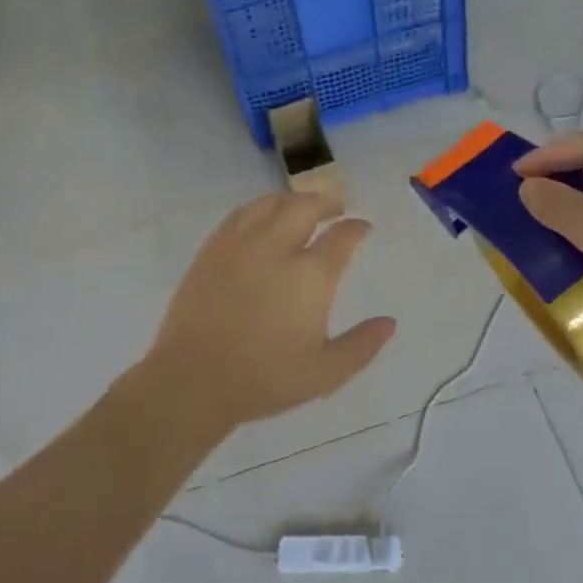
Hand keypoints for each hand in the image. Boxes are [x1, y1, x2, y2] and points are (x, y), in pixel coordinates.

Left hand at [138, 193, 395, 433]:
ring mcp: (240, 245)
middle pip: (306, 207)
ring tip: (302, 207)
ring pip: (271, 204)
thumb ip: (362, 345)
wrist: (192, 382)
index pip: (342, 237)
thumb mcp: (325, 373)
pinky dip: (260, 208)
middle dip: (327, 203)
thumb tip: (390, 322)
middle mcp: (277, 248)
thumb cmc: (264, 379)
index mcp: (310, 276)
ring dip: (293, 200)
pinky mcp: (211, 250)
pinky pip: (240, 214)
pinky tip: (262, 218)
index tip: (363, 228)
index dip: (356, 228)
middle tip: (337, 208)